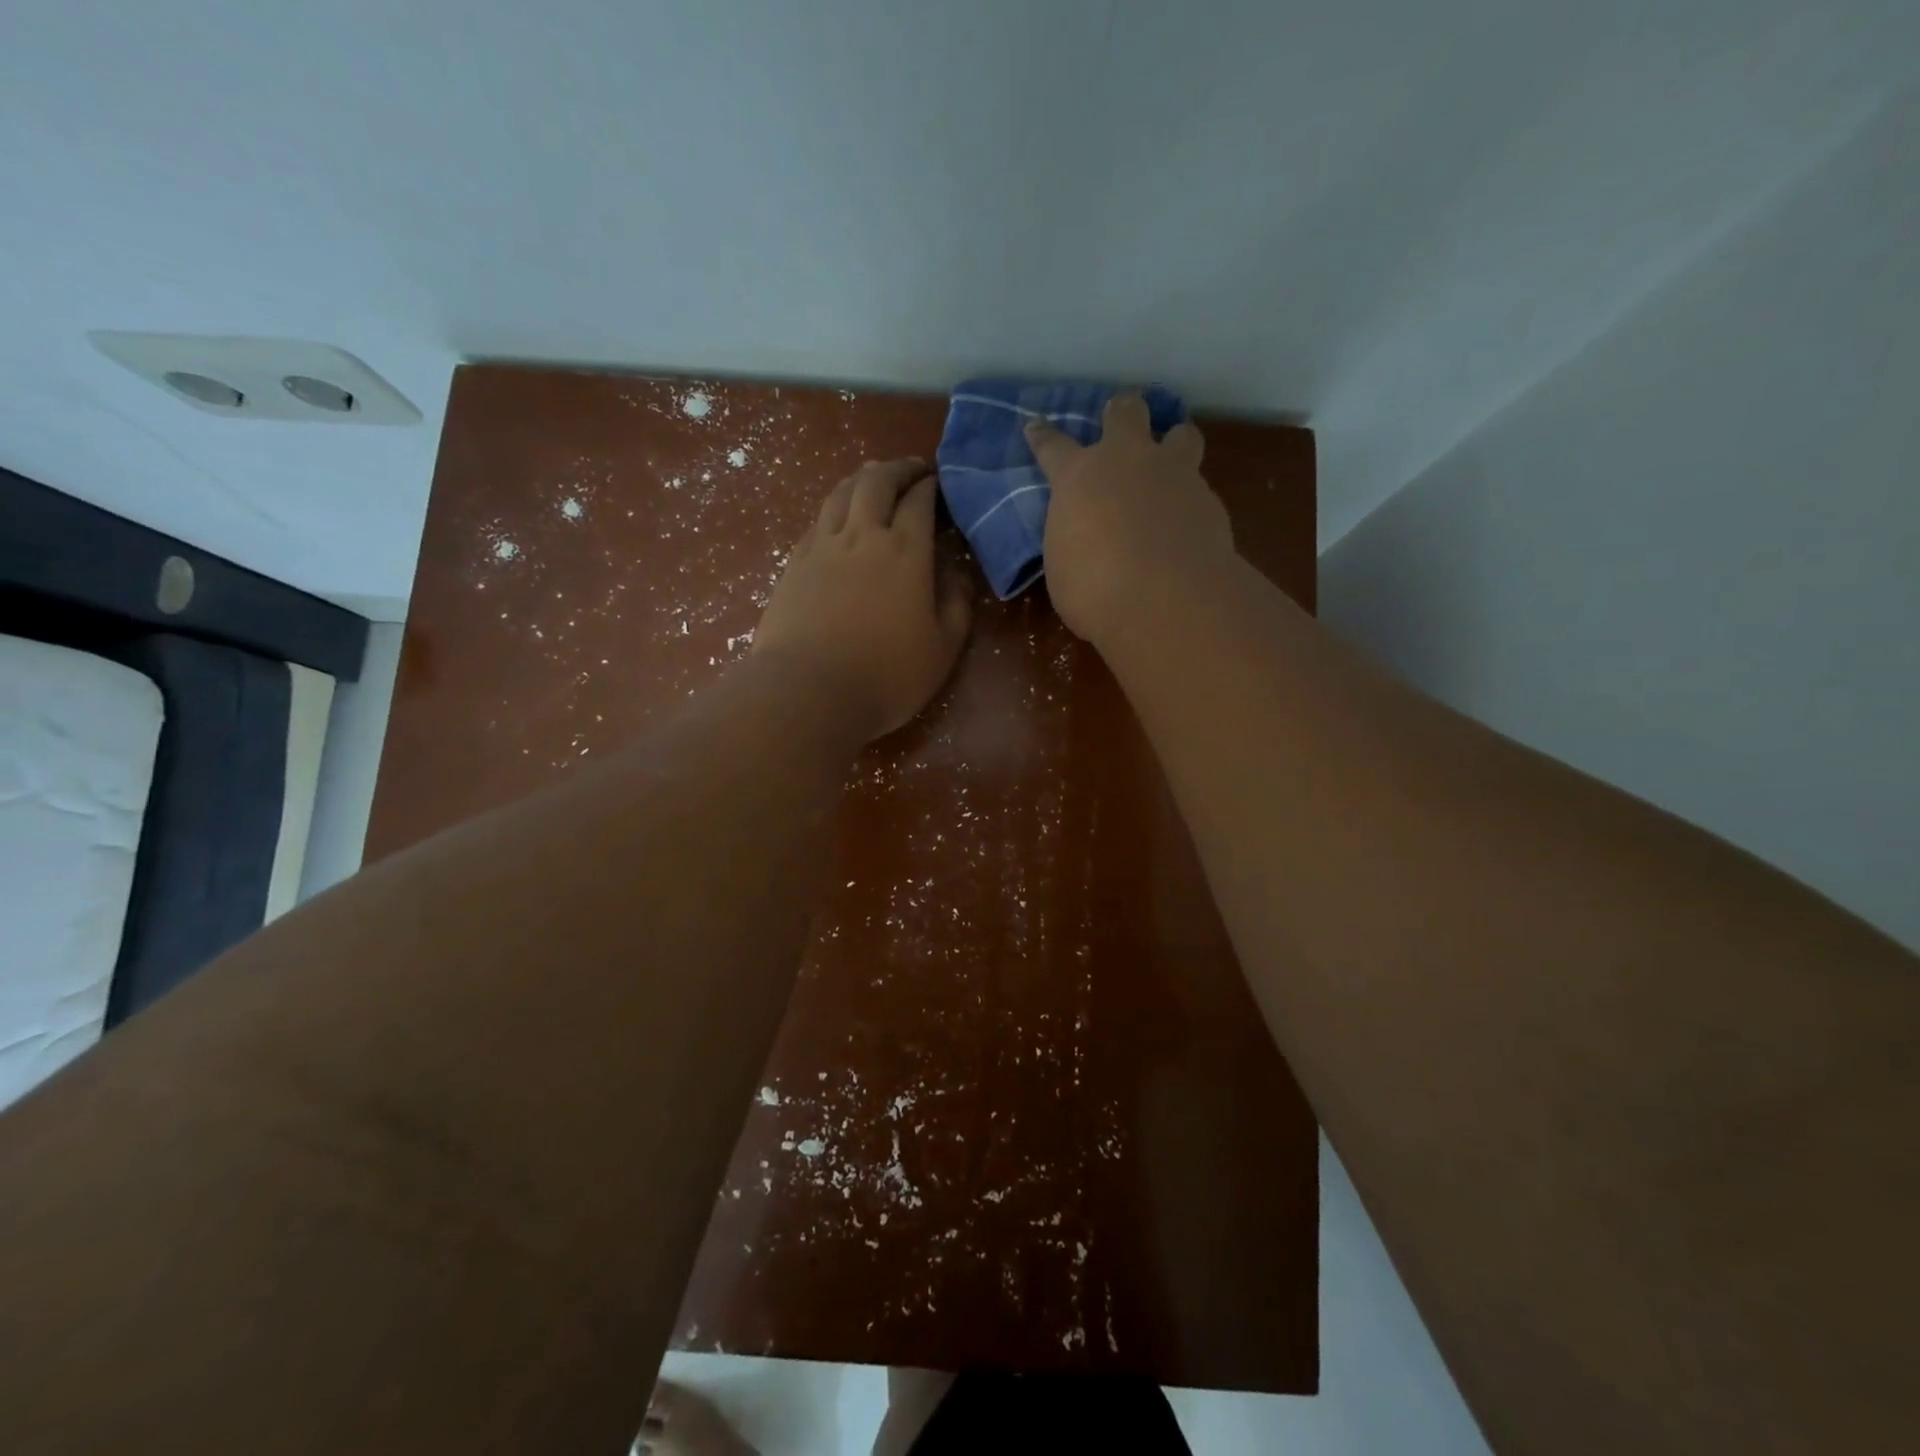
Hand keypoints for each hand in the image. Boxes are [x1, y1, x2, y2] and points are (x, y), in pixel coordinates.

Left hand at [753, 458, 972, 740]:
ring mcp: (823, 547)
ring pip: (841, 493)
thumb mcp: (942, 650)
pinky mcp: (794, 564)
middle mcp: (863, 536)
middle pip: (877, 482)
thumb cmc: (886, 676)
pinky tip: (837, 516)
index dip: (931, 486)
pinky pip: (817, 519)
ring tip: (874, 478)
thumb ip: (957, 606)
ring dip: (862, 478)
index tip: (939, 483)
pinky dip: (834, 506)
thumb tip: (958, 575)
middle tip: (912, 469)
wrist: (808, 691)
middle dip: (898, 468)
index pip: (920, 501)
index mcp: (906, 552)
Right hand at [1025, 393, 1232, 645]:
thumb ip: (1073, 538)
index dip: (1043, 436)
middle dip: (1121, 412)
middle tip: (1120, 420)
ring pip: (1181, 434)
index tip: (1036, 426)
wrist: (1166, 600)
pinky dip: (1190, 501)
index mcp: (1079, 477)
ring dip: (1173, 443)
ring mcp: (1174, 474)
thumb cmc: (1094, 589)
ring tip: (1170, 464)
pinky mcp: (1209, 499)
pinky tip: (1187, 525)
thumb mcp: (1064, 565)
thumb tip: (1086, 537)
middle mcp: (1127, 461)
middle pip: (1126, 412)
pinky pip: (1199, 487)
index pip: (1053, 446)